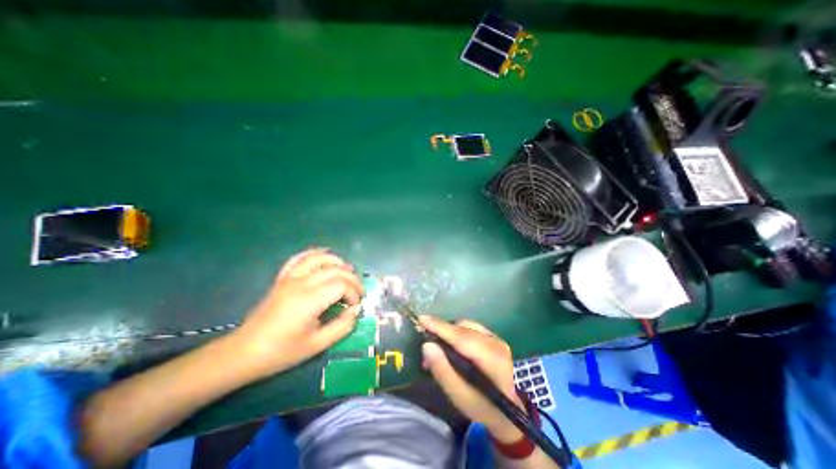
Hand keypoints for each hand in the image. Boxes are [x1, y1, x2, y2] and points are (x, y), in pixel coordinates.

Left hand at [231, 248, 362, 377]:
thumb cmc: (281, 352)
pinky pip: (299, 259)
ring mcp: (289, 278)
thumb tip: (356, 310)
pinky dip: (314, 254)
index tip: (355, 306)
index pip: (341, 284)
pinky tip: (324, 256)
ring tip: (348, 271)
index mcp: (309, 300)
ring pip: (318, 258)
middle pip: (334, 270)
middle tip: (358, 292)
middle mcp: (301, 283)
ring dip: (337, 261)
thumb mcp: (316, 345)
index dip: (354, 293)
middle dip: (352, 279)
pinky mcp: (282, 279)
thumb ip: (342, 326)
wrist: (243, 353)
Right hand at [422, 315, 523, 442]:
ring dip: (449, 332)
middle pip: (463, 329)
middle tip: (425, 342)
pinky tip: (451, 345)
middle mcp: (496, 343)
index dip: (440, 327)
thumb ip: (442, 370)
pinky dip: (457, 332)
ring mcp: (496, 338)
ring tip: (437, 346)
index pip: (462, 337)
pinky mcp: (494, 337)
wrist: (508, 412)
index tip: (421, 318)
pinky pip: (470, 328)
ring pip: (466, 326)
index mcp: (492, 359)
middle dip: (442, 331)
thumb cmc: (482, 407)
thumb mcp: (459, 397)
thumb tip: (427, 345)